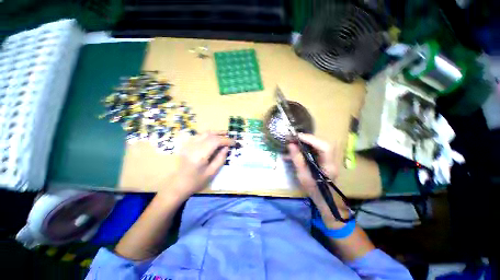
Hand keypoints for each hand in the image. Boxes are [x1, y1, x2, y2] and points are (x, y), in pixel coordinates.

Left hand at [168, 131, 234, 197]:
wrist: (177, 185)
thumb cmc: (196, 181)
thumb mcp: (212, 172)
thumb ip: (221, 158)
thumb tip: (227, 147)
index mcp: (199, 155)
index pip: (216, 141)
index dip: (226, 140)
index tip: (234, 142)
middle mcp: (193, 146)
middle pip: (211, 135)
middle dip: (222, 136)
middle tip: (231, 138)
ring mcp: (188, 144)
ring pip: (205, 133)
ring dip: (216, 133)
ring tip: (225, 134)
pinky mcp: (186, 145)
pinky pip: (199, 135)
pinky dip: (209, 135)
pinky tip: (213, 138)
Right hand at [287, 133, 349, 226]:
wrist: (324, 199)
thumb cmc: (314, 190)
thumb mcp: (302, 176)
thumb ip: (297, 160)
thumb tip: (291, 145)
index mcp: (328, 166)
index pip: (325, 148)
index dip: (312, 139)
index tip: (298, 137)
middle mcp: (331, 160)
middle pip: (323, 143)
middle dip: (308, 139)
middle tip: (295, 139)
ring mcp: (329, 159)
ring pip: (320, 145)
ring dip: (307, 142)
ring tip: (295, 143)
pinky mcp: (324, 159)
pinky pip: (316, 149)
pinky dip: (307, 147)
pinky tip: (298, 149)